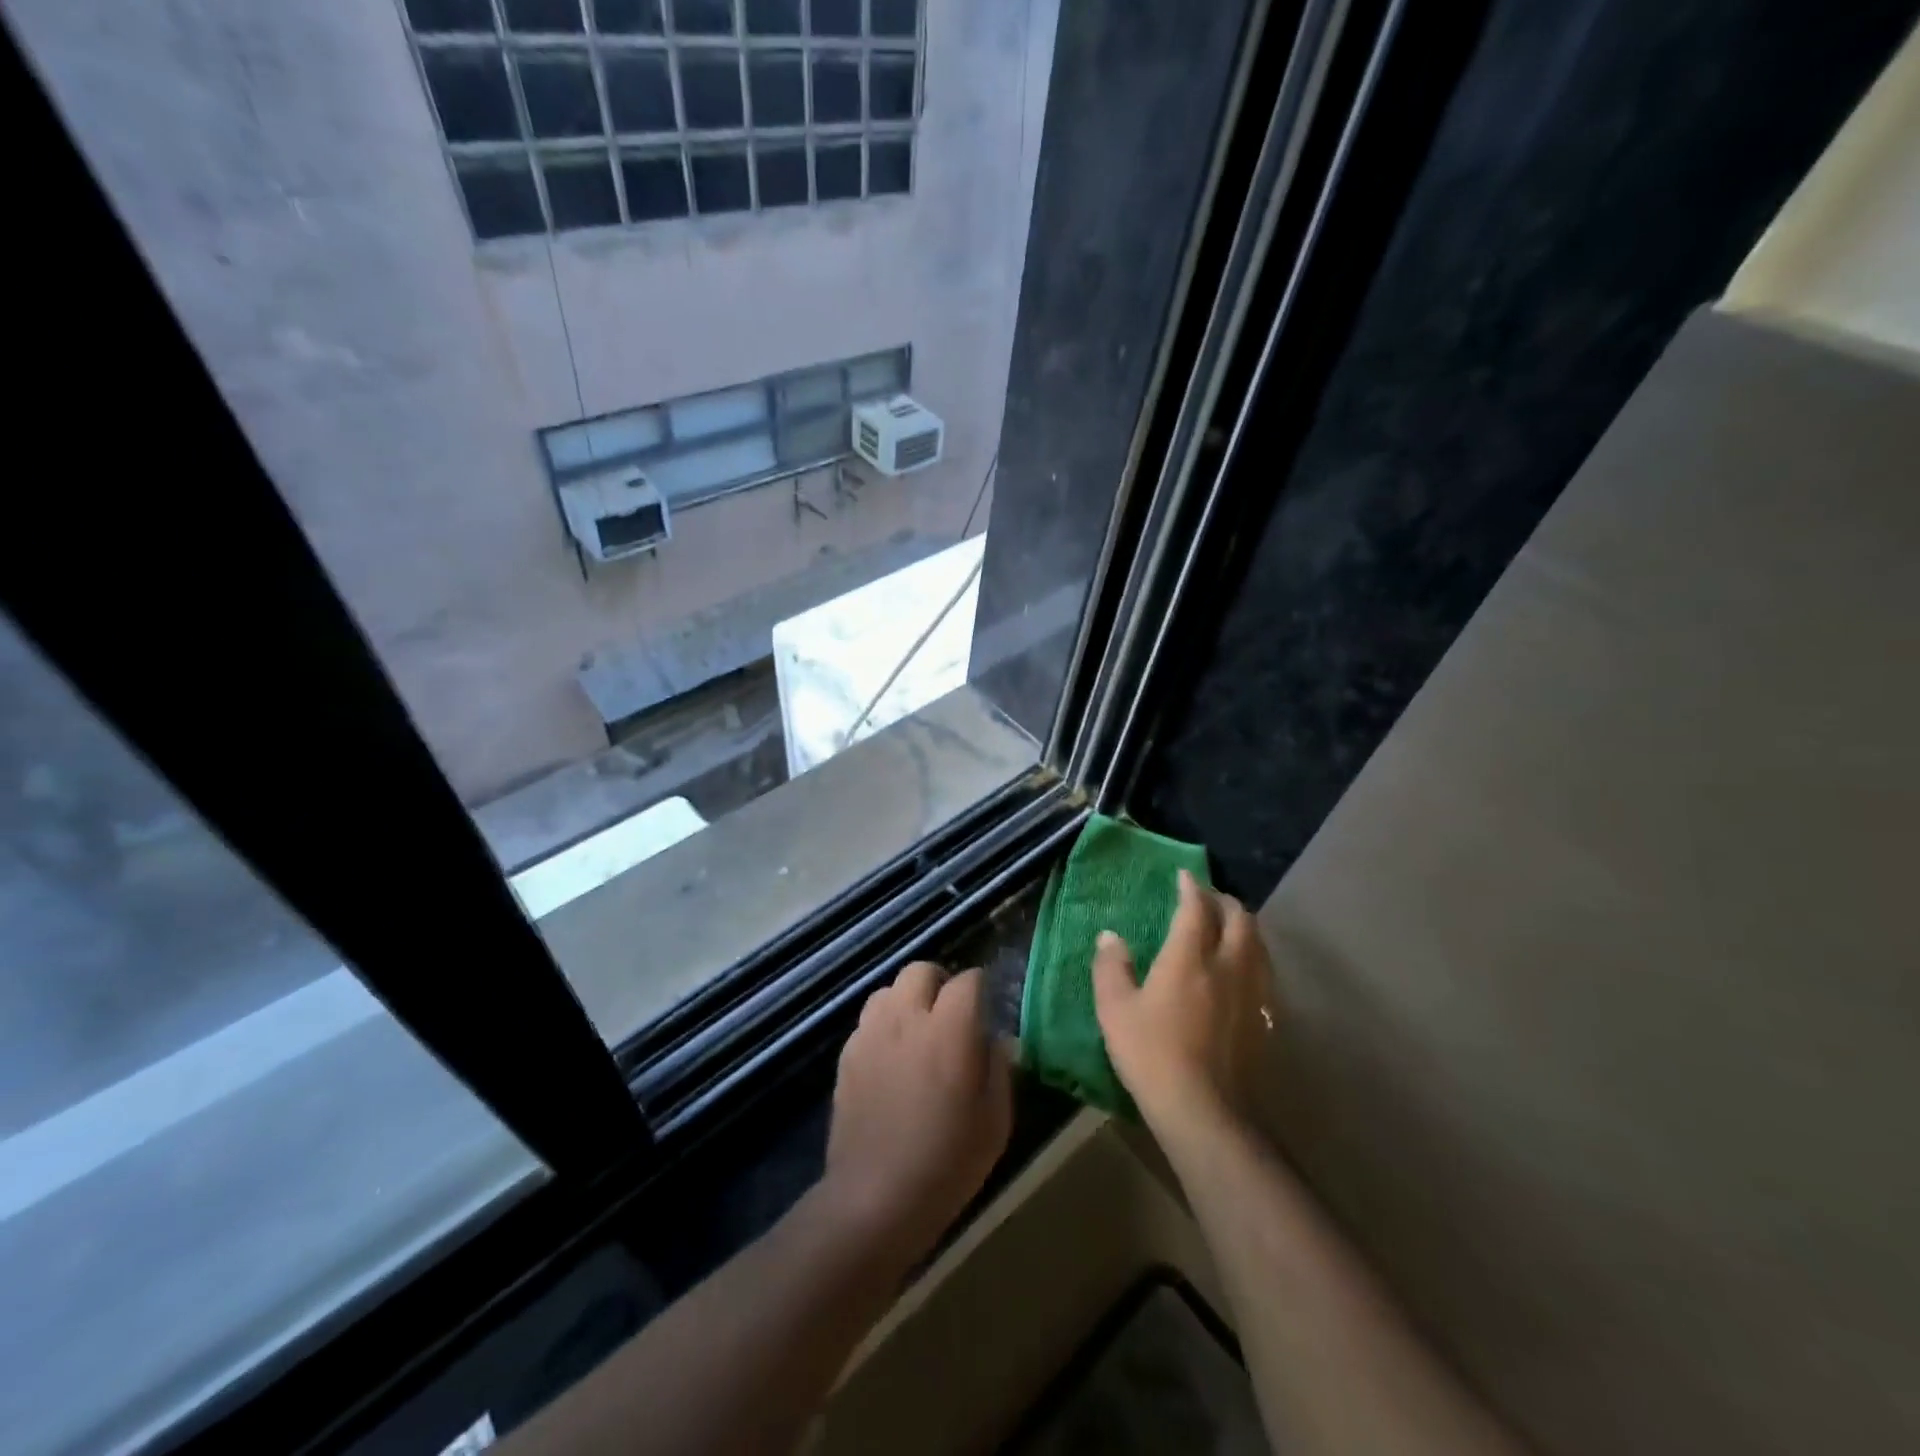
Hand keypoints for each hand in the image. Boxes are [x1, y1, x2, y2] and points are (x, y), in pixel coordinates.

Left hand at [823, 962, 1012, 1259]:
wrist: (875, 1198)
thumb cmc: (947, 1162)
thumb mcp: (995, 1121)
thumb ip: (999, 1069)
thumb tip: (997, 1040)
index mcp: (949, 1029)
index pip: (968, 980)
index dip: (981, 988)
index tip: (988, 1007)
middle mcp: (907, 1018)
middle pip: (921, 970)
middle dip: (940, 982)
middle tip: (952, 1014)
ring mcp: (871, 1034)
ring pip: (888, 990)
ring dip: (907, 1000)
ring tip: (918, 1031)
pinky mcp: (847, 1055)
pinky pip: (868, 1020)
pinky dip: (884, 1025)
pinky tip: (892, 1058)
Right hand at [1093, 869, 1273, 1142]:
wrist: (1205, 1112)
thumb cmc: (1152, 1054)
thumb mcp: (1115, 1010)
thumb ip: (1111, 967)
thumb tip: (1110, 936)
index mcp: (1190, 957)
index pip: (1196, 908)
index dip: (1191, 887)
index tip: (1185, 876)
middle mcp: (1228, 965)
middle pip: (1239, 919)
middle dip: (1224, 901)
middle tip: (1208, 897)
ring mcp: (1253, 993)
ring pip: (1258, 944)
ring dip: (1243, 926)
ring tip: (1228, 926)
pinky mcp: (1265, 1019)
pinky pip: (1265, 972)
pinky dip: (1253, 956)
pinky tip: (1242, 970)